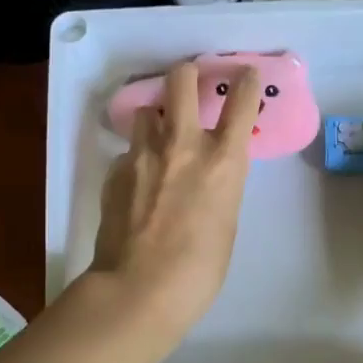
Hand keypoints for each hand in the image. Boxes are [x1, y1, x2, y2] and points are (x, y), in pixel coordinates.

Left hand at [88, 61, 260, 339]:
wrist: (139, 289)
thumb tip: (204, 176)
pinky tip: (137, 186)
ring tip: (158, 141)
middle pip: (181, 80)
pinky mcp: (115, 171)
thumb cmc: (199, 269)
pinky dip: (136, 160)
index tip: (246, 75)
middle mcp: (182, 145)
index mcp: (222, 161)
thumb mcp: (225, 223)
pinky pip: (129, 152)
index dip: (247, 83)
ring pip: (146, 113)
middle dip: (186, 73)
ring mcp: (143, 154)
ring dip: (156, 119)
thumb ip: (218, 188)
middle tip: (189, 81)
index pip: (241, 103)